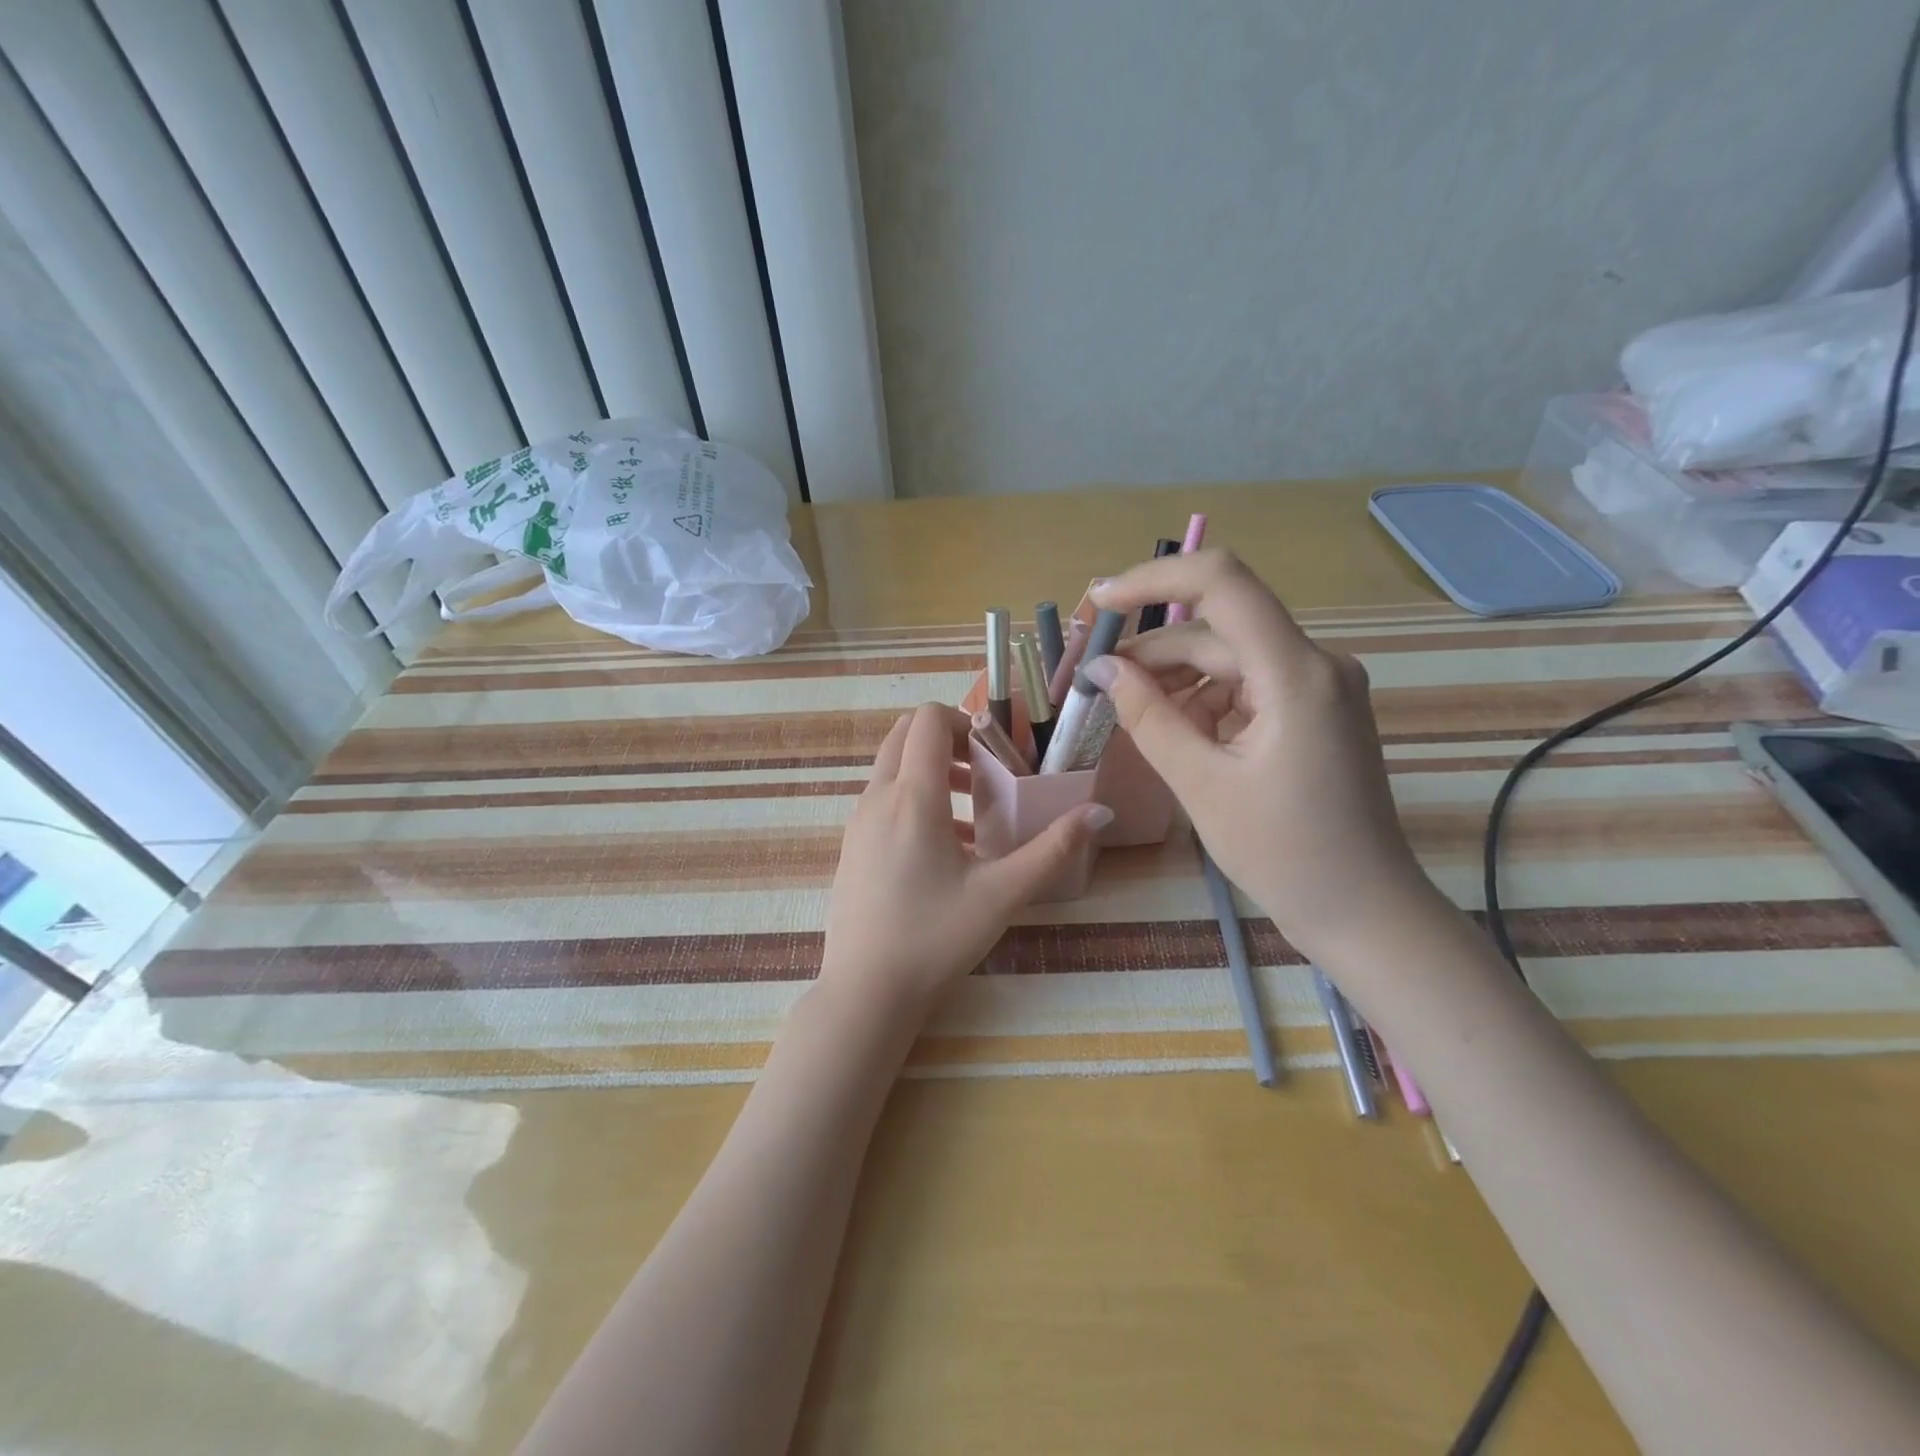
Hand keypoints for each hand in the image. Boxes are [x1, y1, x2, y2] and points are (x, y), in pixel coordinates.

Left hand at [819, 703, 1109, 1020]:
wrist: (865, 992)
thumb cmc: (935, 938)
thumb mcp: (1002, 894)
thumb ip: (1053, 849)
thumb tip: (1100, 812)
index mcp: (912, 797)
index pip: (927, 720)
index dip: (964, 719)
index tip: (997, 749)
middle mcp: (877, 798)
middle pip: (905, 735)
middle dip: (948, 740)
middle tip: (988, 771)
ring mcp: (858, 822)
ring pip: (893, 768)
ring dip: (933, 771)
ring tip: (977, 810)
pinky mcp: (851, 846)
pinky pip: (884, 800)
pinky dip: (915, 799)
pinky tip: (949, 847)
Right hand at [1085, 551, 1432, 963]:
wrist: (1363, 910)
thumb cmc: (1284, 854)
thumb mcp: (1202, 785)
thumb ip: (1148, 717)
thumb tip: (1102, 669)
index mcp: (1296, 673)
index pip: (1222, 583)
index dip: (1154, 578)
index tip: (1100, 602)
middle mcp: (1316, 663)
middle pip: (1218, 630)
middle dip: (1152, 651)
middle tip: (1096, 683)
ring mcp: (1319, 686)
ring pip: (1229, 658)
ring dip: (1175, 680)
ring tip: (1131, 717)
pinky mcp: (1313, 709)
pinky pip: (1246, 685)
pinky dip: (1205, 700)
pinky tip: (1176, 733)